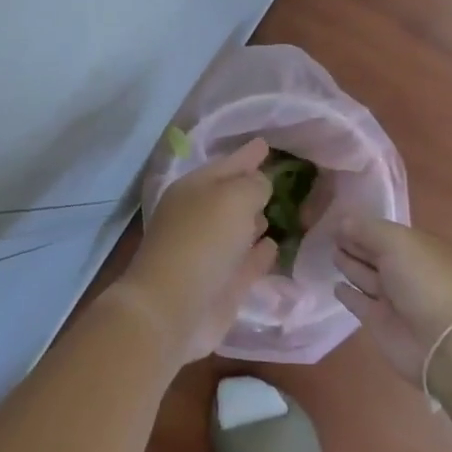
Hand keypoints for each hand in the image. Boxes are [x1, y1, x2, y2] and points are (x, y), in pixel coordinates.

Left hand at [121, 138, 277, 364]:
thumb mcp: (233, 198)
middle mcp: (199, 217)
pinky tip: (274, 246)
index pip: (226, 164)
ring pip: (237, 230)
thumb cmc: (201, 241)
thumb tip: (260, 186)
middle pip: (230, 197)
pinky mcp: (222, 285)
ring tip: (278, 211)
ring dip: (255, 221)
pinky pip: (247, 261)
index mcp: (193, 190)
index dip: (247, 154)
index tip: (266, 143)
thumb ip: (253, 185)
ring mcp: (209, 253)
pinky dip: (260, 253)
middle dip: (251, 187)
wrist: (172, 309)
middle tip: (277, 178)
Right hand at [333, 218, 451, 383]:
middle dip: (356, 243)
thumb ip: (367, 230)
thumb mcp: (397, 243)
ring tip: (332, 253)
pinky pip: (359, 303)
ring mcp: (394, 299)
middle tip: (330, 234)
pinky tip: (336, 286)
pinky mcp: (380, 322)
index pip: (386, 233)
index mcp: (418, 249)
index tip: (338, 218)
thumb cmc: (424, 282)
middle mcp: (406, 272)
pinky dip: (348, 294)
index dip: (364, 226)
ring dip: (351, 265)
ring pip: (366, 276)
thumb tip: (341, 221)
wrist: (442, 343)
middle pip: (376, 254)